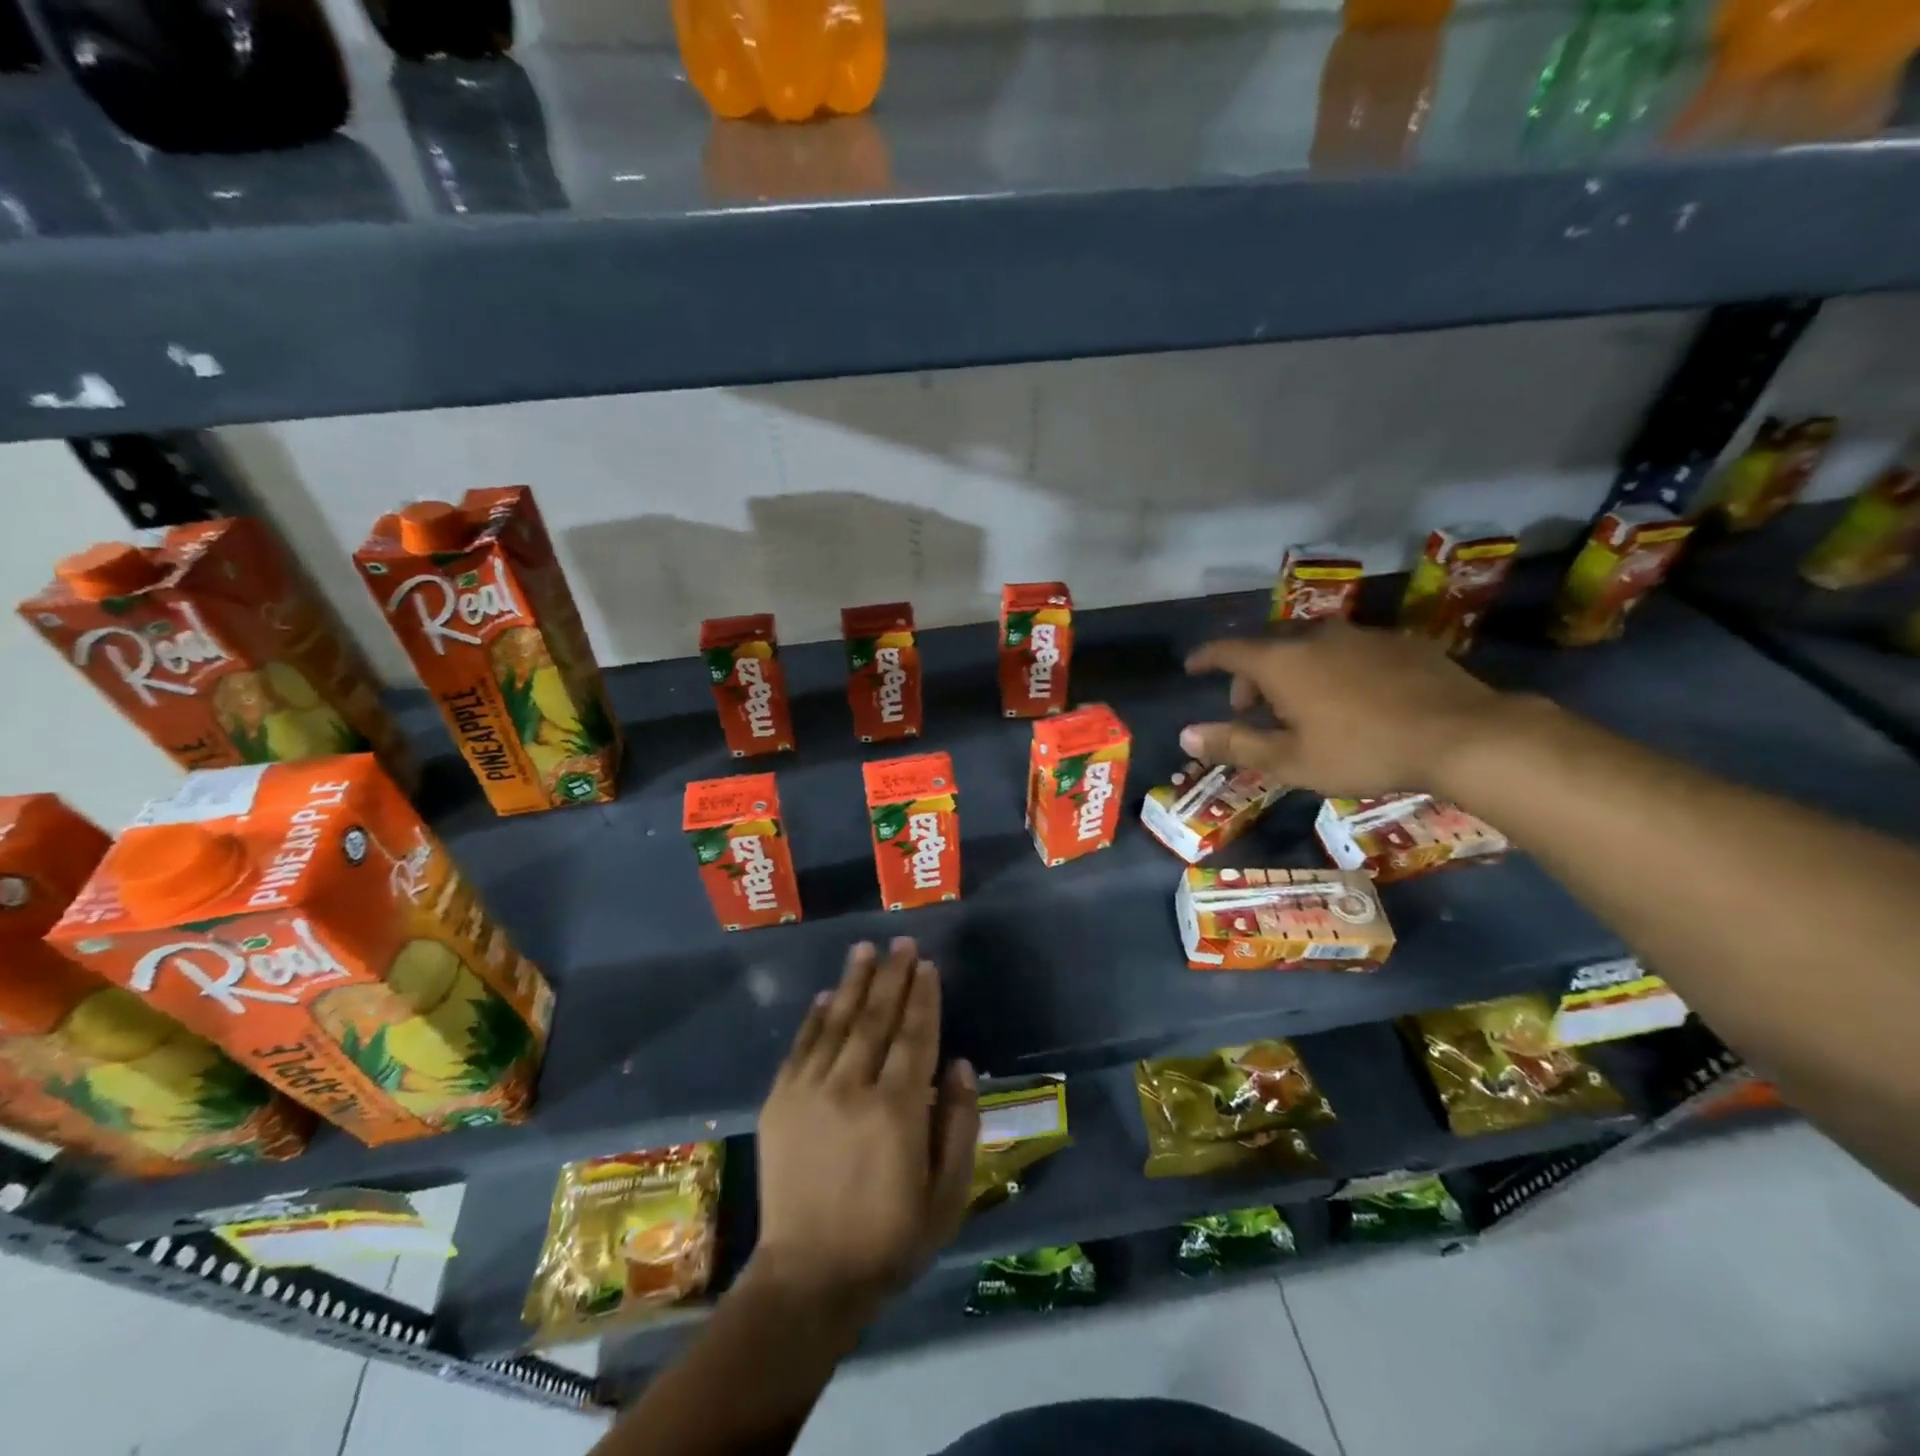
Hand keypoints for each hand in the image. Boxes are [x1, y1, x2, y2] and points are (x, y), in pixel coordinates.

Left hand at [749, 938, 978, 1315]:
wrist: (808, 1279)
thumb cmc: (889, 1240)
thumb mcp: (948, 1196)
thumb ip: (960, 1126)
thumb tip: (960, 1064)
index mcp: (898, 1110)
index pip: (915, 1035)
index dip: (923, 997)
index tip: (928, 965)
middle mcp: (853, 1088)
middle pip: (876, 1017)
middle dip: (892, 975)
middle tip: (902, 942)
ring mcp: (810, 1091)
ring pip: (836, 1022)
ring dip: (853, 982)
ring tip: (865, 949)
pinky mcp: (780, 1102)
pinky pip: (800, 1047)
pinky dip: (814, 1017)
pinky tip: (824, 995)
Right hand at [1180, 621, 1509, 796]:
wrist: (1462, 735)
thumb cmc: (1362, 751)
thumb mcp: (1290, 760)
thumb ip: (1235, 744)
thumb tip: (1185, 735)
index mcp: (1282, 662)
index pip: (1228, 650)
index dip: (1205, 657)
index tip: (1192, 666)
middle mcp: (1315, 637)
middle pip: (1267, 645)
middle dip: (1250, 673)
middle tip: (1250, 707)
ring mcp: (1360, 635)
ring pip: (1309, 645)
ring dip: (1290, 669)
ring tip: (1299, 705)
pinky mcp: (1398, 642)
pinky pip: (1346, 649)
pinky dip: (1330, 667)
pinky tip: (1348, 697)